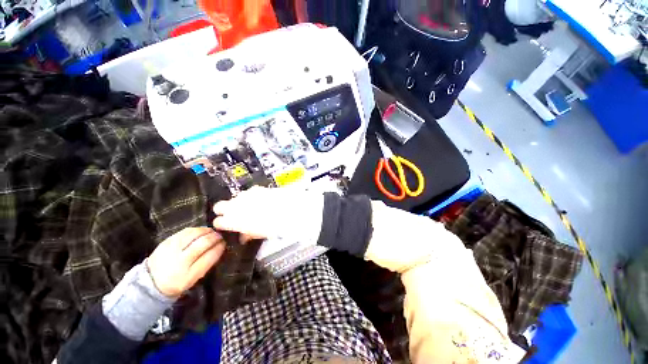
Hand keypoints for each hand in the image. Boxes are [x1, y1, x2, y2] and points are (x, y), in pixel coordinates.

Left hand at [147, 228, 225, 297]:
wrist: (151, 282)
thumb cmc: (178, 281)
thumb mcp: (194, 278)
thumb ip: (207, 263)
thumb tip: (220, 246)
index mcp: (189, 274)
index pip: (210, 256)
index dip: (220, 247)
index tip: (224, 243)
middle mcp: (180, 261)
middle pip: (203, 243)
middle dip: (215, 237)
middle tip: (220, 236)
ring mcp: (172, 250)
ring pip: (195, 234)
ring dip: (207, 231)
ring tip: (212, 232)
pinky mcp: (166, 242)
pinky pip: (185, 231)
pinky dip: (196, 230)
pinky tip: (201, 231)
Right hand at [212, 186, 324, 242]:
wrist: (290, 209)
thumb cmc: (275, 226)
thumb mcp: (260, 234)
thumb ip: (248, 234)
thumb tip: (244, 236)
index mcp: (234, 220)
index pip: (218, 222)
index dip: (222, 224)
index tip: (227, 226)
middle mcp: (236, 206)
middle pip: (219, 206)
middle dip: (224, 211)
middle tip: (234, 216)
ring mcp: (246, 195)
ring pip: (235, 198)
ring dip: (239, 203)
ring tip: (252, 208)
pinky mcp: (256, 189)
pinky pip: (248, 193)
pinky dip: (251, 197)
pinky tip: (261, 201)